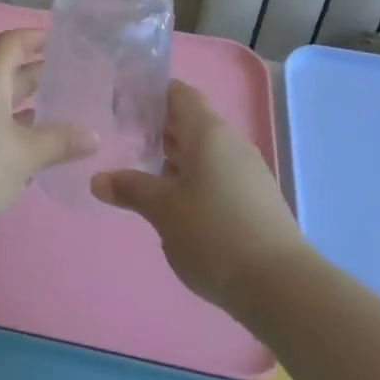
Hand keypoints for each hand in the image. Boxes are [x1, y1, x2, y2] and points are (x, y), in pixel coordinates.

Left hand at [0, 30, 95, 236]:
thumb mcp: (24, 155)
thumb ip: (59, 142)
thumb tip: (92, 134)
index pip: (13, 42)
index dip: (37, 38)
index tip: (63, 41)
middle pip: (4, 70)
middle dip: (37, 74)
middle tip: (71, 80)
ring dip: (22, 104)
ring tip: (56, 114)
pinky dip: (5, 125)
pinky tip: (25, 146)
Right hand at [91, 81, 305, 312]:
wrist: (281, 286)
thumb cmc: (214, 233)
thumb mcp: (163, 211)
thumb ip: (131, 189)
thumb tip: (98, 179)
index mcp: (208, 133)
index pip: (179, 94)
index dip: (152, 94)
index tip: (125, 106)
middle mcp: (231, 143)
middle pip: (192, 122)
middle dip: (160, 130)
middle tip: (127, 142)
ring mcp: (249, 171)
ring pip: (206, 152)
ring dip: (177, 159)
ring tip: (147, 177)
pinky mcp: (258, 200)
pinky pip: (220, 175)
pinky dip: (196, 180)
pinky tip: (180, 208)